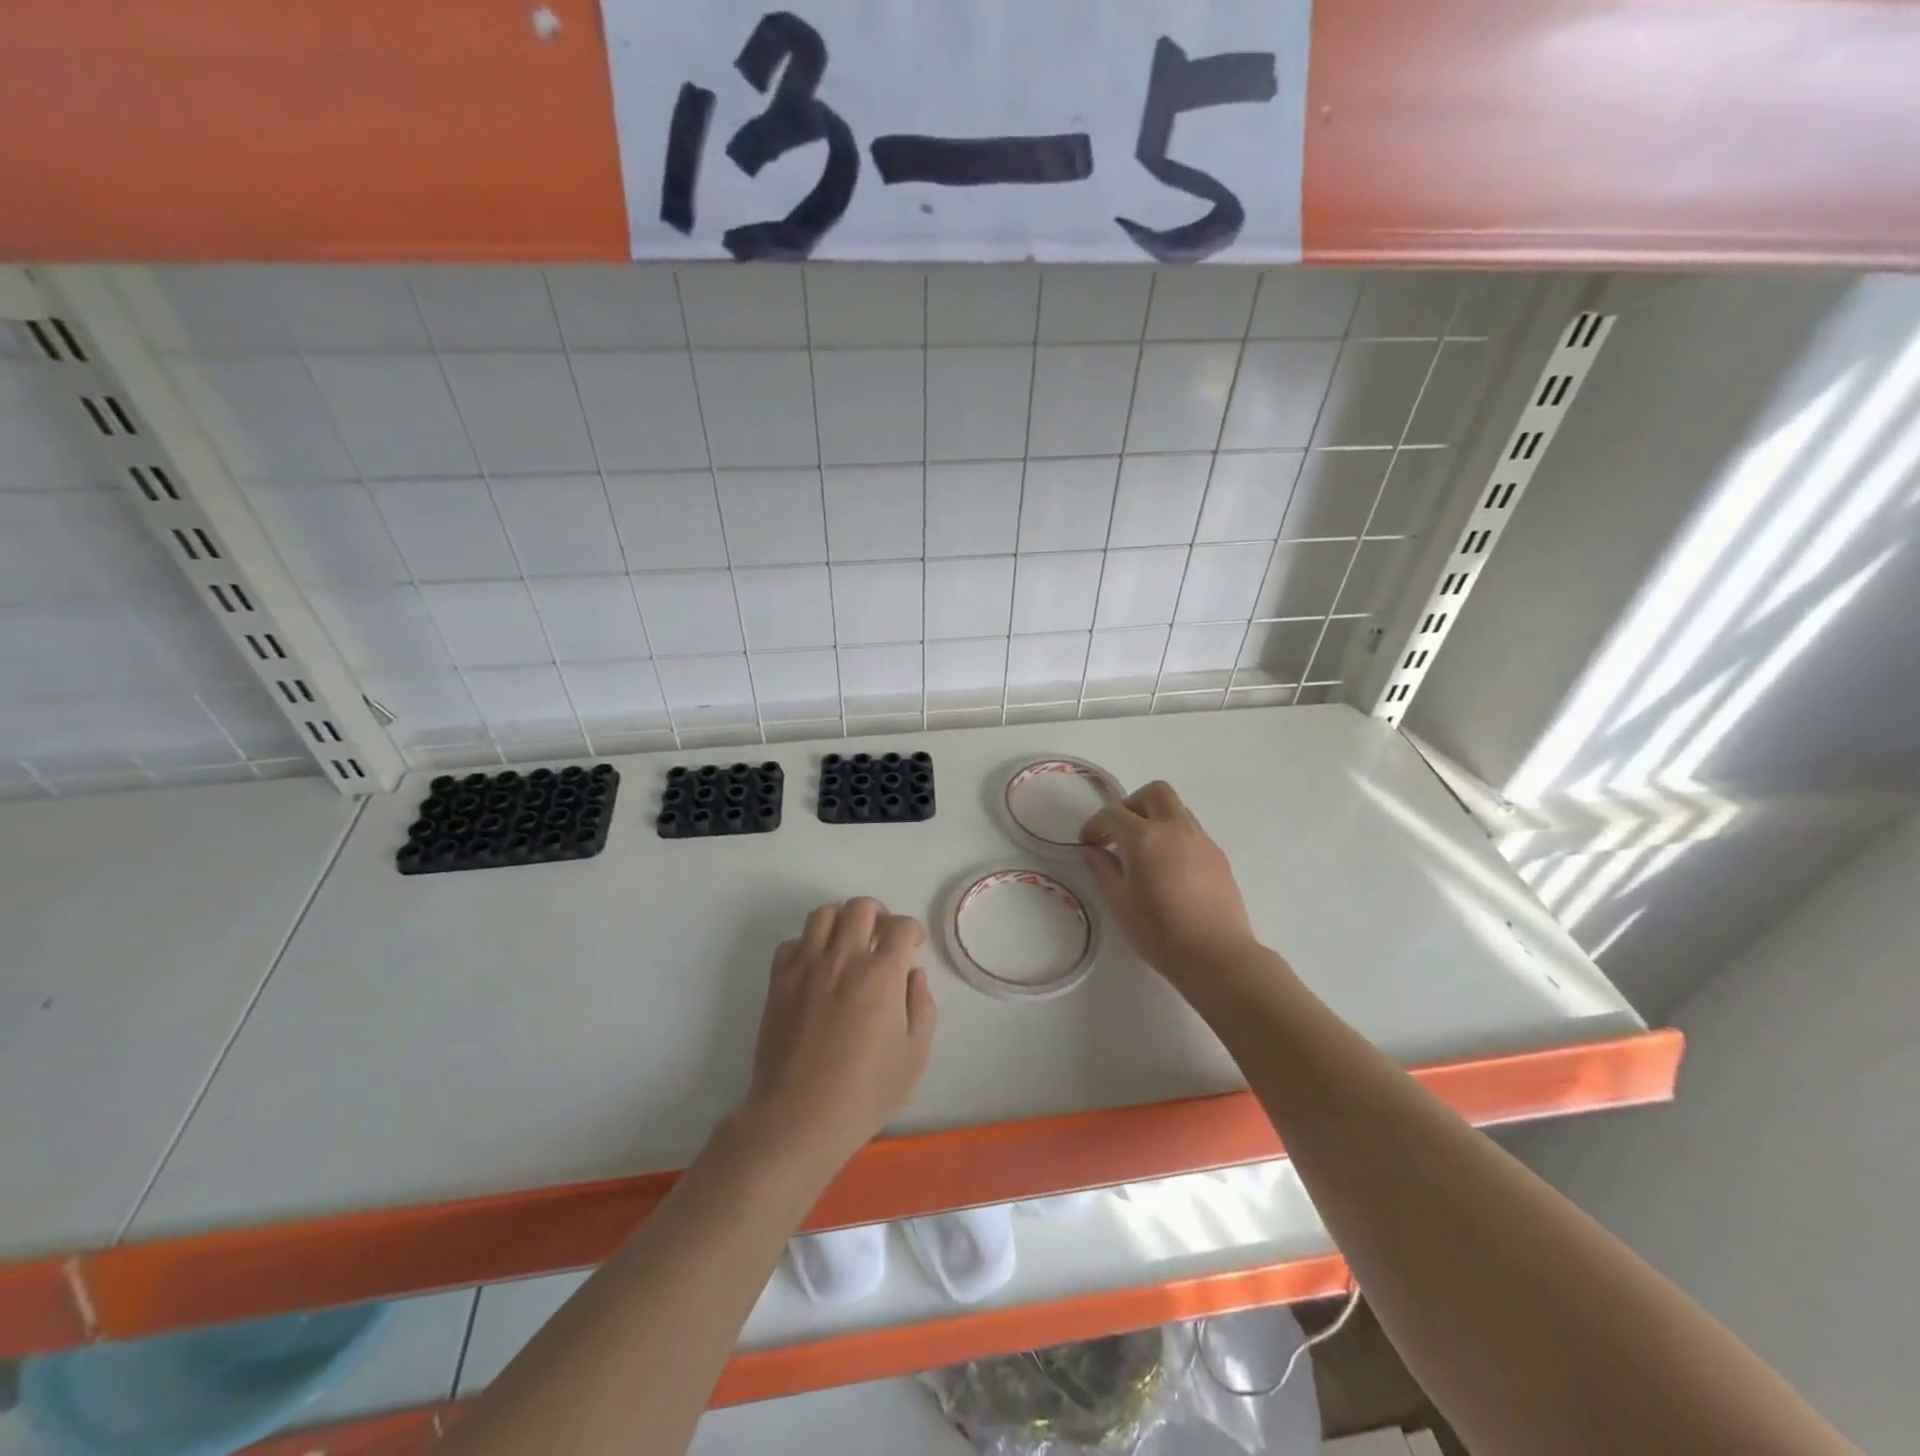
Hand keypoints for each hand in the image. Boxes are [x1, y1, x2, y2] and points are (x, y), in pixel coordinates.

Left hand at [742, 897, 937, 1170]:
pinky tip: (816, 967)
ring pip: (823, 914)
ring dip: (842, 920)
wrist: (798, 1118)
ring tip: (848, 943)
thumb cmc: (864, 1093)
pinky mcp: (779, 982)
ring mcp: (806, 968)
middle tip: (882, 937)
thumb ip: (922, 1007)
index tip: (913, 946)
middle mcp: (843, 959)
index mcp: (881, 975)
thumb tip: (913, 975)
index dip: (912, 931)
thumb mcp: (914, 1057)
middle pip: (861, 907)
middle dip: (879, 914)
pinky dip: (807, 945)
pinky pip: (791, 943)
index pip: (901, 926)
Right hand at [1080, 781, 1256, 983]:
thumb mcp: (1119, 902)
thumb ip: (1103, 869)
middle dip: (1131, 804)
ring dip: (1155, 818)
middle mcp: (1175, 828)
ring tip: (1143, 851)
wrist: (1217, 956)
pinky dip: (1174, 836)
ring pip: (1176, 809)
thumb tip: (1093, 851)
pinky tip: (1168, 868)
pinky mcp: (1218, 855)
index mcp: (1144, 836)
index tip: (1088, 843)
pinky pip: (1191, 831)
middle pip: (1154, 792)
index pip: (1113, 813)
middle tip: (1119, 832)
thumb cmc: (1159, 931)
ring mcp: (1201, 839)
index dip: (1095, 824)